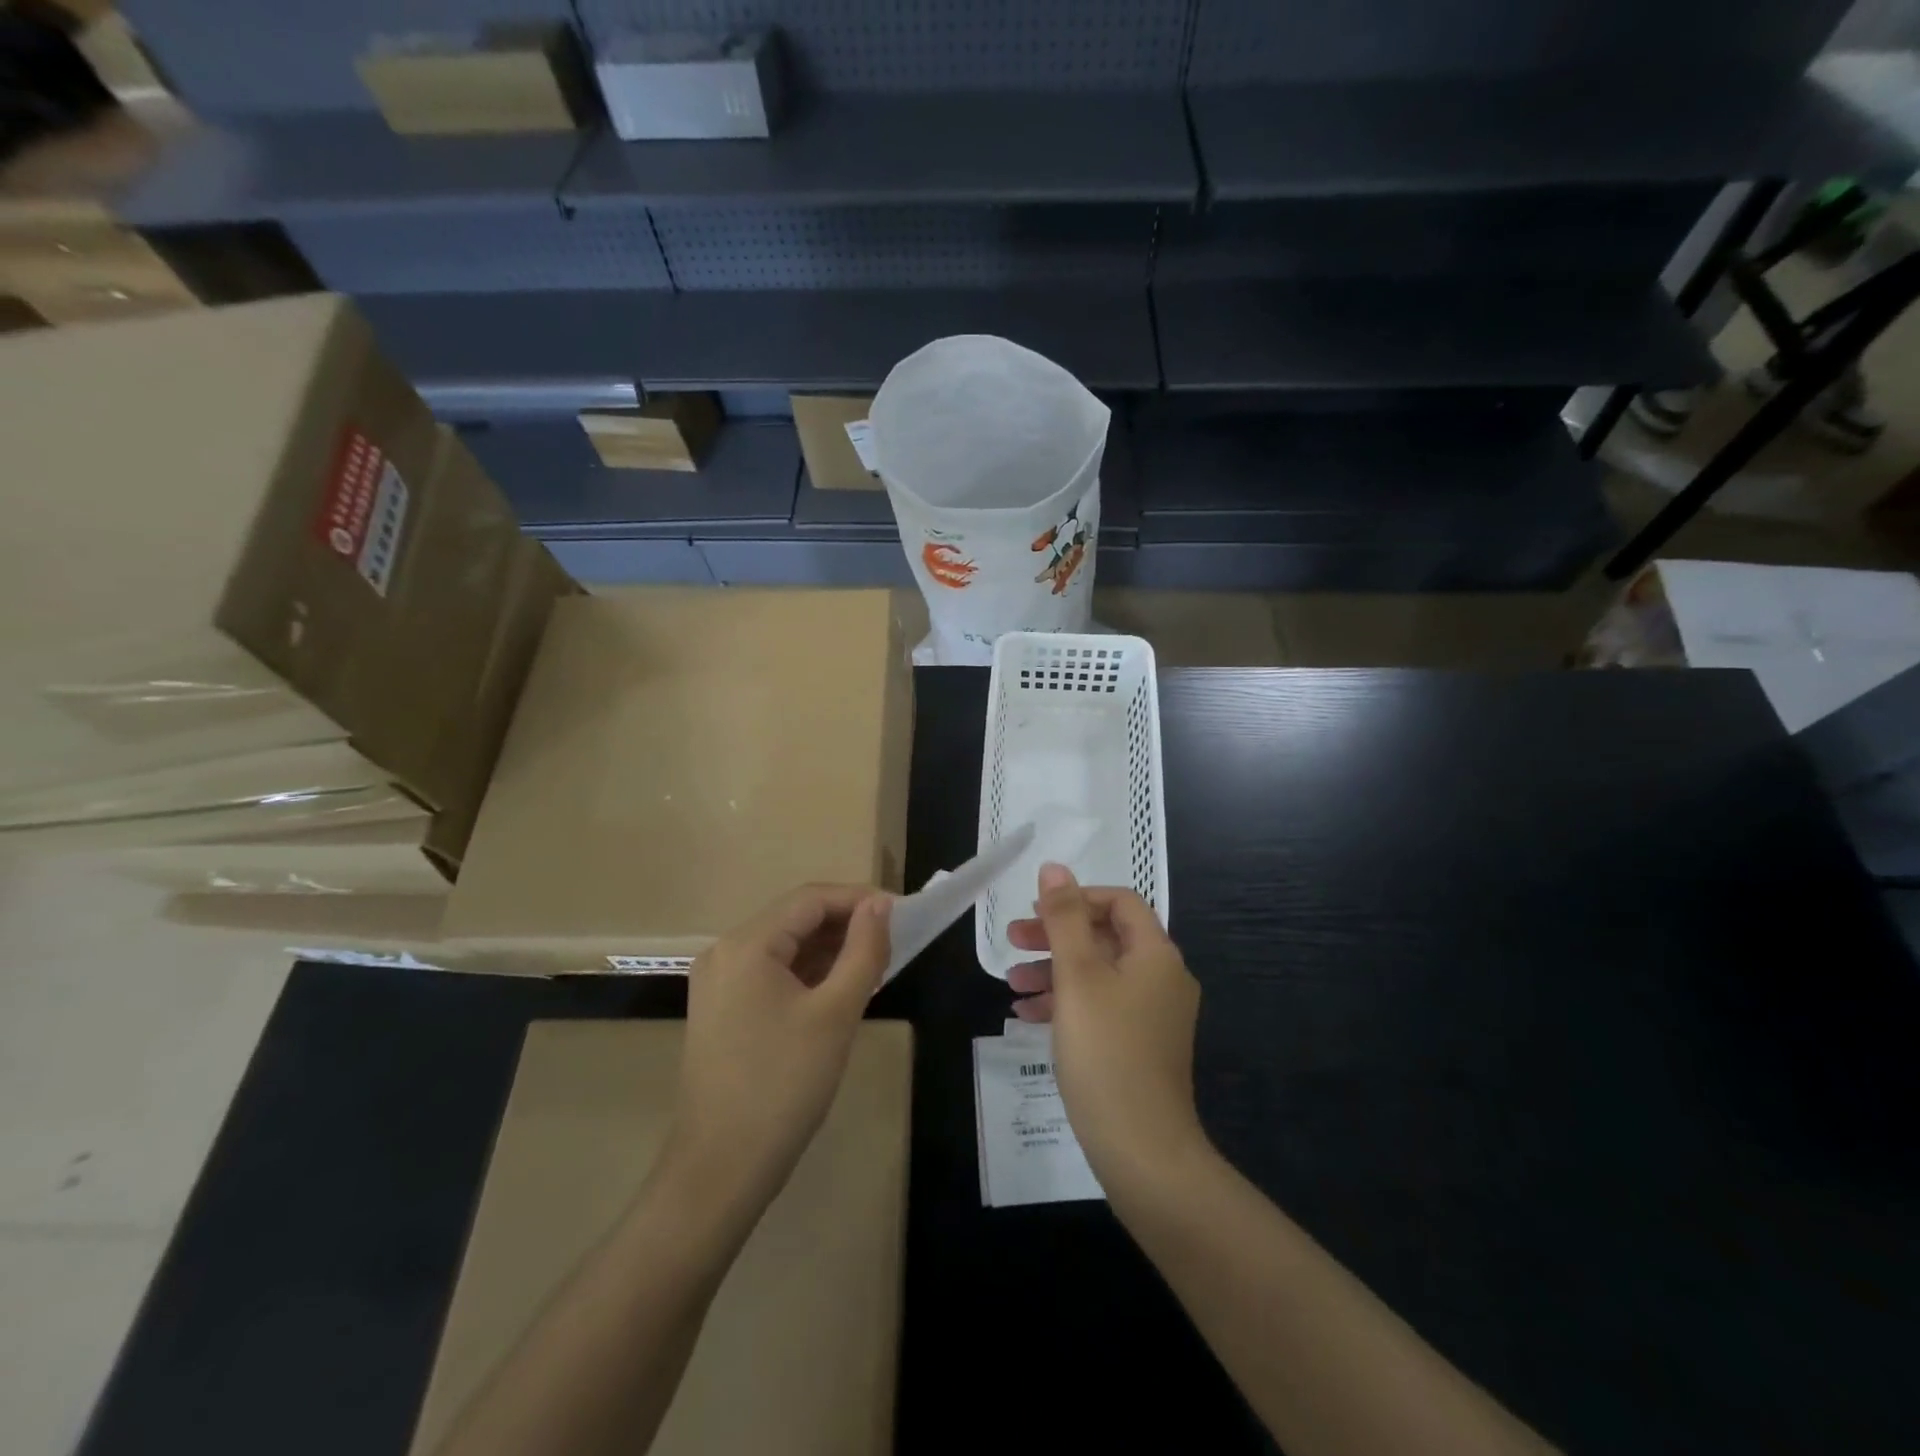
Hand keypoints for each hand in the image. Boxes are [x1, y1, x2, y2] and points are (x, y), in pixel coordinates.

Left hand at [667, 884, 891, 1216]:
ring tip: (874, 964)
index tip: (901, 912)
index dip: (859, 899)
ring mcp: (719, 984)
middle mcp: (724, 953)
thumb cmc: (784, 1085)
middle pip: (795, 919)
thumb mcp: (836, 1013)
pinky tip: (839, 989)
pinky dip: (807, 974)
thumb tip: (880, 905)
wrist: (720, 1170)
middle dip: (845, 924)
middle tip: (892, 941)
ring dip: (828, 950)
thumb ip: (863, 950)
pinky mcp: (721, 1011)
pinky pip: (771, 974)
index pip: (810, 899)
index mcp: (746, 945)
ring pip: (784, 947)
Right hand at [1007, 863, 1203, 1185]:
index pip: (1120, 901)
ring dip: (1054, 971)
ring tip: (1011, 985)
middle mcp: (1162, 979)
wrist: (1143, 1151)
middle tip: (1012, 942)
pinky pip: (1101, 1008)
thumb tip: (1055, 868)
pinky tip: (1028, 1017)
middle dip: (1056, 936)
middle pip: (1106, 937)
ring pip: (1099, 975)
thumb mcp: (1077, 977)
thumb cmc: (1106, 1052)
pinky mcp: (1140, 1047)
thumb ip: (1065, 919)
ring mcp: (1154, 1016)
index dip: (1076, 899)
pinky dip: (1066, 1003)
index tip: (1036, 912)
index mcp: (1156, 955)